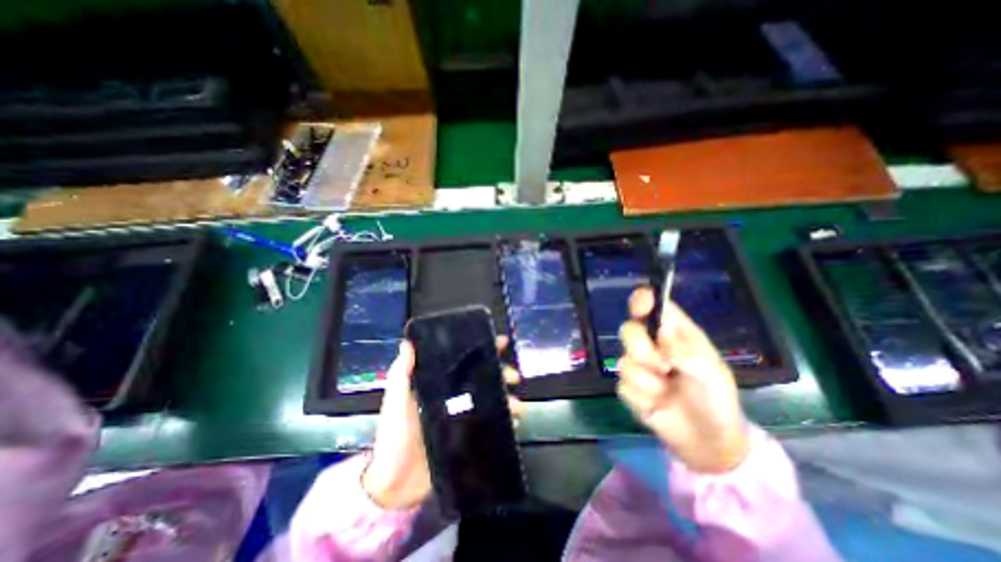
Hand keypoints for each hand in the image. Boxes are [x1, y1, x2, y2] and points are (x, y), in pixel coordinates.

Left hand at [367, 339, 523, 509]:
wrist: (394, 484)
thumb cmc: (394, 436)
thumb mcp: (396, 401)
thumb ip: (402, 374)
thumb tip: (409, 342)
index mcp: (439, 385)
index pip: (463, 362)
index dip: (482, 351)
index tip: (500, 342)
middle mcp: (454, 397)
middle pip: (483, 379)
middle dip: (501, 374)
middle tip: (514, 377)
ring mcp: (462, 418)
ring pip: (490, 401)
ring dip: (507, 400)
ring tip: (518, 406)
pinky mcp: (468, 438)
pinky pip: (490, 426)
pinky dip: (504, 423)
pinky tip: (514, 423)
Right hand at [620, 285, 750, 474]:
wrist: (708, 442)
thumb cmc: (716, 399)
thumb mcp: (712, 373)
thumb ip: (686, 351)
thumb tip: (660, 332)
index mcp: (673, 334)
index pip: (653, 307)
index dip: (643, 300)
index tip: (640, 307)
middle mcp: (651, 345)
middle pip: (628, 330)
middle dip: (642, 349)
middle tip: (665, 367)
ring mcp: (637, 366)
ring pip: (624, 361)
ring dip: (649, 381)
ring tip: (667, 393)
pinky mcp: (628, 388)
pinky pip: (622, 385)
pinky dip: (643, 398)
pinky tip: (657, 405)